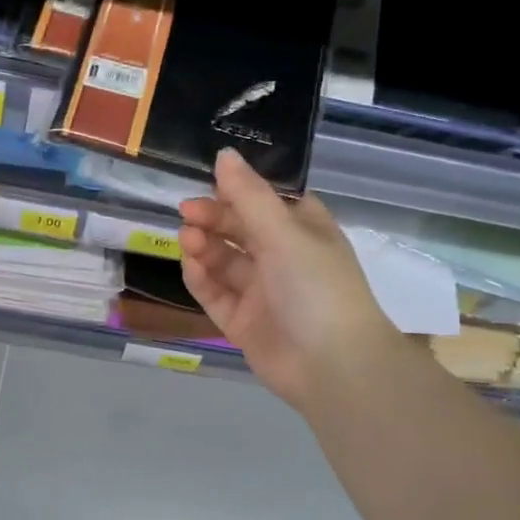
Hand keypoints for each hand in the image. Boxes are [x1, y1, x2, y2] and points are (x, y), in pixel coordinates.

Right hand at [179, 149, 397, 411]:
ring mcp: (262, 292)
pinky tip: (191, 266)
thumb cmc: (315, 286)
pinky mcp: (243, 322)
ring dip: (204, 246)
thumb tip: (224, 154)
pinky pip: (216, 294)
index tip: (210, 182)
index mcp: (303, 230)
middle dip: (213, 217)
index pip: (266, 200)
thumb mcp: (284, 232)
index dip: (238, 189)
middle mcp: (283, 257)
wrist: (332, 366)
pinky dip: (202, 279)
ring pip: (224, 261)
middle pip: (240, 228)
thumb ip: (248, 195)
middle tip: (187, 212)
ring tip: (187, 238)